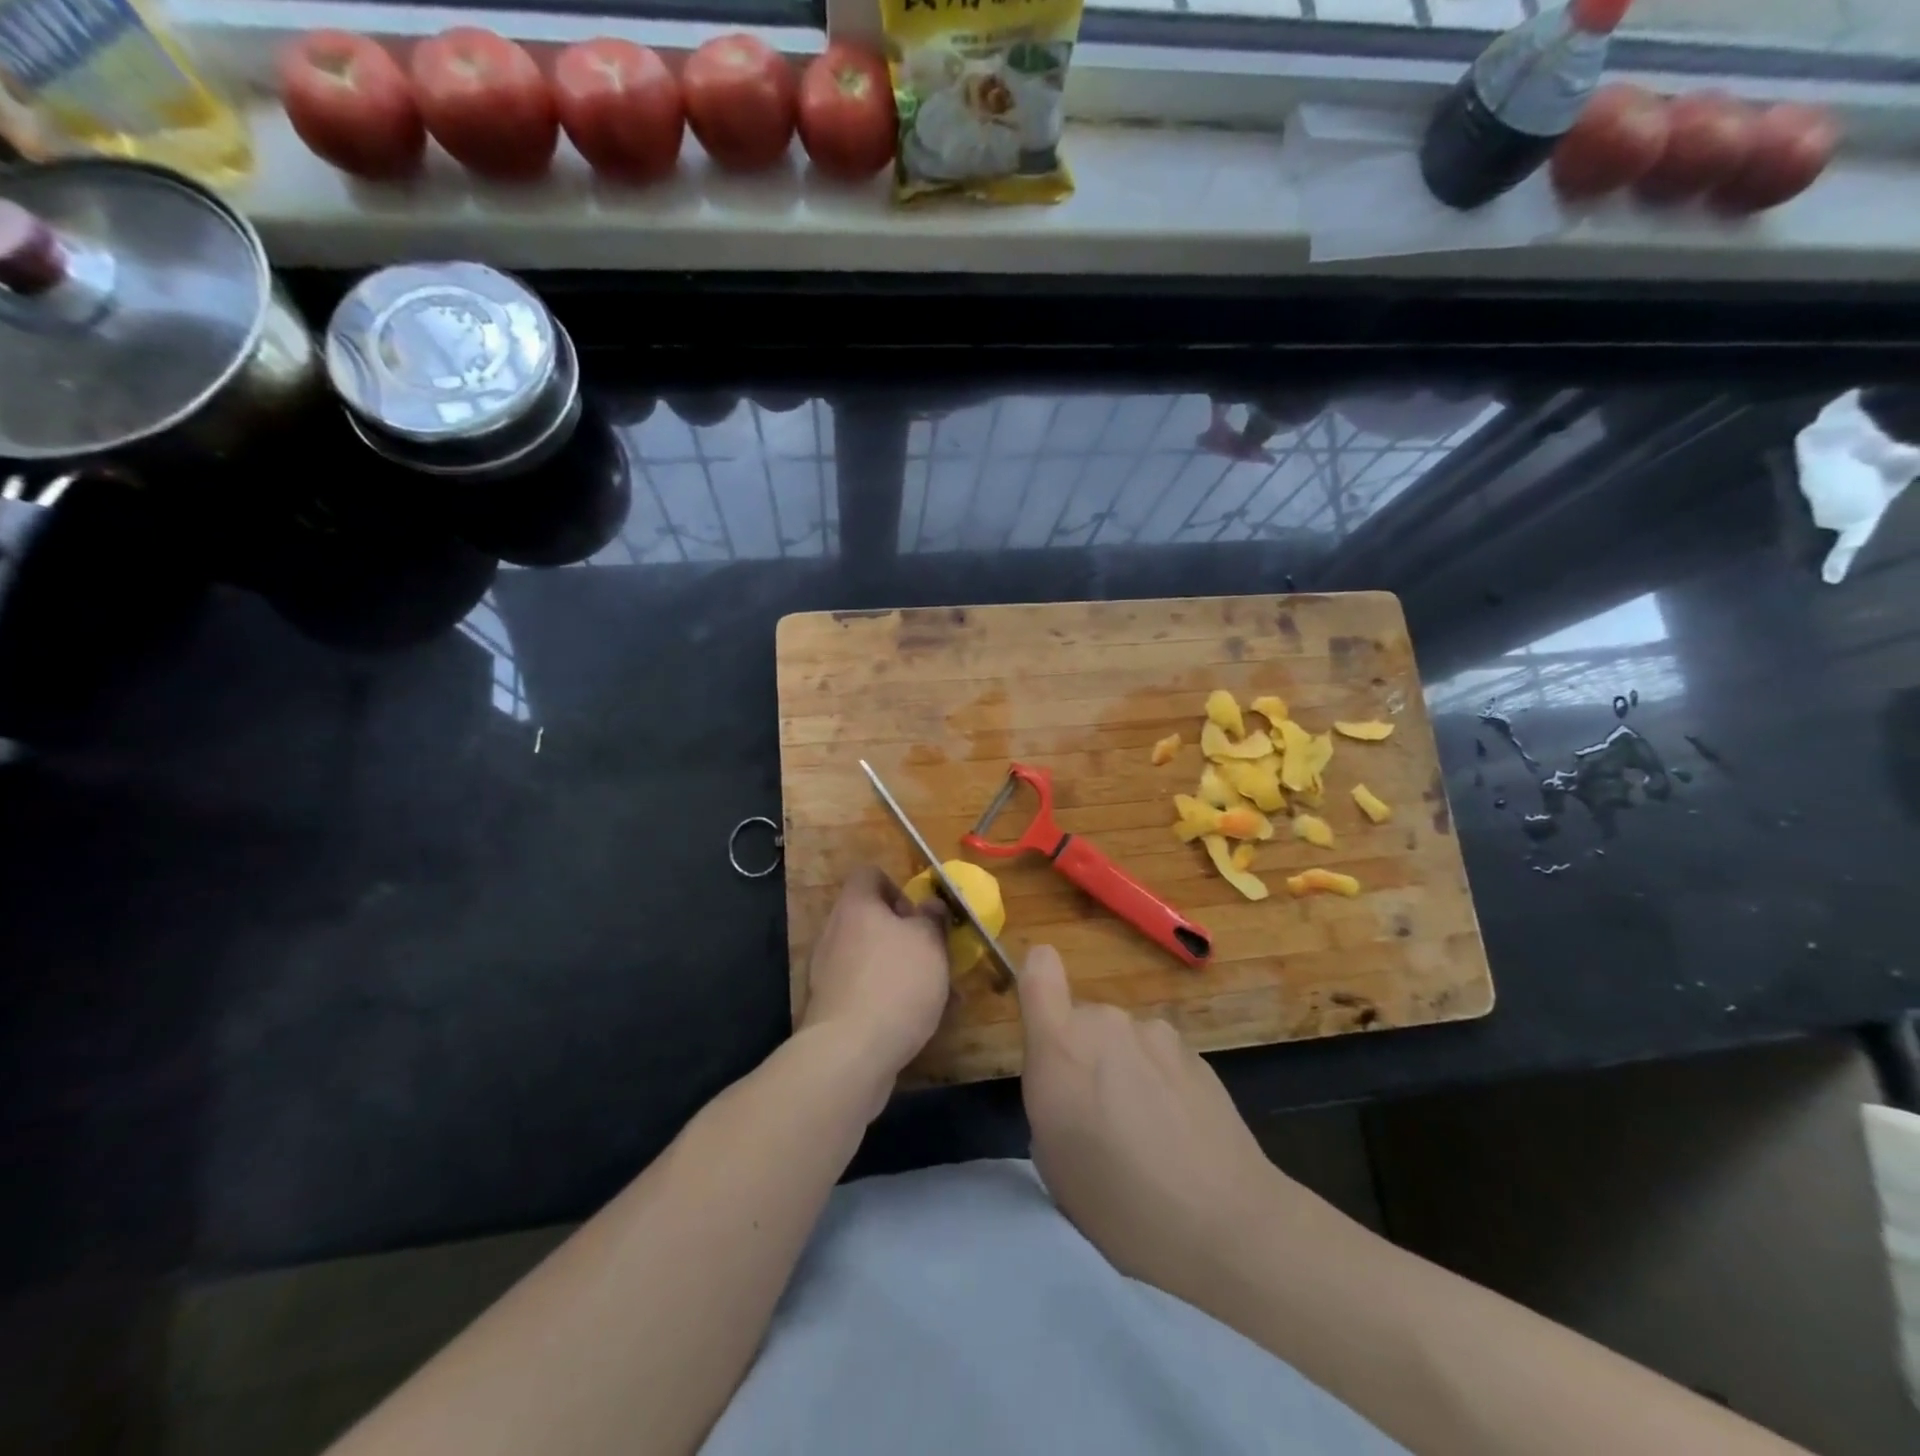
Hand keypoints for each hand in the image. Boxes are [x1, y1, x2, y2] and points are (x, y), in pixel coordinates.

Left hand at [800, 866, 951, 1091]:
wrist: (850, 1052)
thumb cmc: (896, 982)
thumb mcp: (929, 942)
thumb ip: (932, 918)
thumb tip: (930, 905)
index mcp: (856, 906)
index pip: (869, 875)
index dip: (897, 887)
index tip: (920, 915)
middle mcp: (835, 932)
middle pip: (870, 919)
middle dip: (904, 934)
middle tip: (933, 954)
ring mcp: (828, 971)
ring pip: (871, 957)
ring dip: (900, 967)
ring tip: (935, 992)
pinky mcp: (831, 1006)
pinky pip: (865, 989)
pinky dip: (888, 996)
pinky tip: (916, 1019)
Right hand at [1018, 944, 1287, 1300]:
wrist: (1224, 1226)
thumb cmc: (1117, 1205)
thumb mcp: (1052, 1160)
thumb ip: (1051, 1096)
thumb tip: (1070, 1083)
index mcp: (1060, 1047)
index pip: (1039, 970)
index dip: (1038, 979)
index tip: (1042, 1014)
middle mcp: (1105, 1024)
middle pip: (1083, 1020)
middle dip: (1086, 1055)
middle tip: (1101, 1116)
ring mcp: (1155, 1033)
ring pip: (1124, 1039)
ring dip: (1126, 1068)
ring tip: (1148, 1132)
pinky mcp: (1196, 1052)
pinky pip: (1160, 1056)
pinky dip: (1161, 1081)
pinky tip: (1180, 1132)